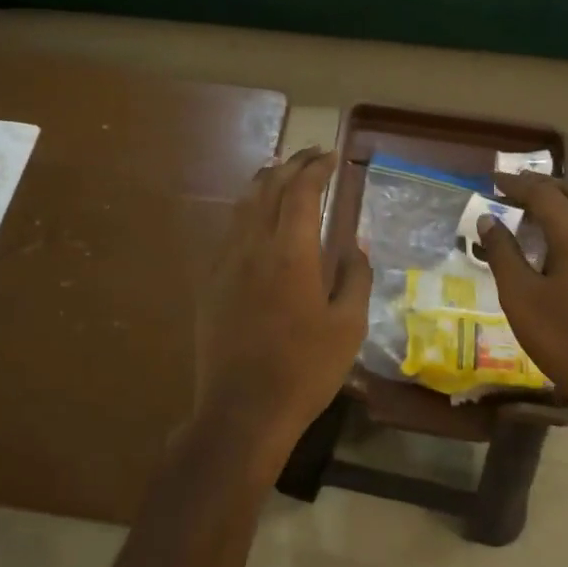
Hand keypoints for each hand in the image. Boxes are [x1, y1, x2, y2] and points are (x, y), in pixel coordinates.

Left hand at [194, 148, 370, 464]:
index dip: (316, 168)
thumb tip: (357, 244)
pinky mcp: (210, 281)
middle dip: (291, 165)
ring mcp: (225, 262)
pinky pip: (229, 229)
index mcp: (291, 252)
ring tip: (283, 172)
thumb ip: (356, 277)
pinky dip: (247, 209)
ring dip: (265, 181)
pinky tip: (256, 217)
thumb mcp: (348, 326)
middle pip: (268, 187)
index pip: (301, 191)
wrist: (242, 410)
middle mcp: (253, 246)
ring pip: (243, 204)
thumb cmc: (305, 369)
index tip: (331, 157)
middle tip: (312, 156)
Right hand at [477, 172, 567, 416]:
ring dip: (564, 202)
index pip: (545, 195)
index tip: (493, 180)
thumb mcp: (520, 296)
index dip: (517, 184)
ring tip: (538, 208)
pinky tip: (565, 240)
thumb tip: (488, 219)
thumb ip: (503, 253)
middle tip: (514, 188)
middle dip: (543, 187)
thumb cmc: (563, 338)